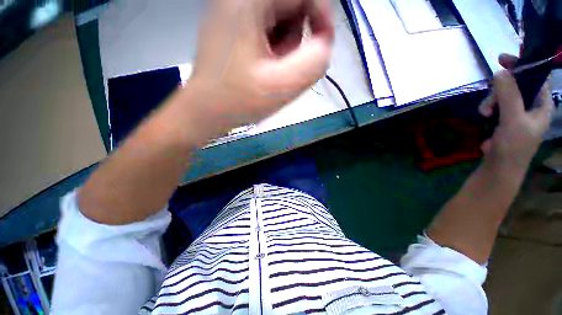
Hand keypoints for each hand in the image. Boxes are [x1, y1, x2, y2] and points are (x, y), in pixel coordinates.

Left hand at [189, 0, 333, 130]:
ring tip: (271, 71)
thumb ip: (314, 62)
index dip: (321, 15)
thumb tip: (324, 43)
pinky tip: (263, 69)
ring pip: (281, 19)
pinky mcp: (234, 26)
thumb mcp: (282, 86)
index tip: (321, 45)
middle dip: (297, 38)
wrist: (206, 111)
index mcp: (248, 1)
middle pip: (291, 4)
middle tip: (284, 67)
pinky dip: (274, 49)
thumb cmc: (238, 101)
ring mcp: (234, 10)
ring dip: (285, 46)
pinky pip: (269, 29)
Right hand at [479, 54, 553, 169]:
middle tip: (489, 103)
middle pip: (516, 85)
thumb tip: (500, 72)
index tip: (502, 60)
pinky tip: (485, 119)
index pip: (536, 77)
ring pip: (503, 96)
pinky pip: (496, 106)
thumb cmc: (513, 146)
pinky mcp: (504, 120)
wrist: (499, 168)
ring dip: (491, 102)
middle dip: (500, 91)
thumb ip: (509, 95)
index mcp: (542, 104)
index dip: (522, 66)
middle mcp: (531, 106)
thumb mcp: (512, 119)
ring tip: (484, 114)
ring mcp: (517, 113)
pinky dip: (488, 110)